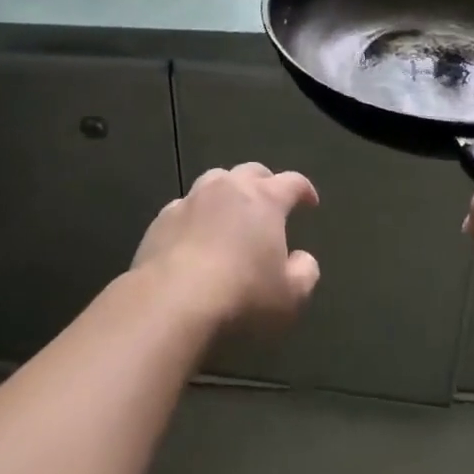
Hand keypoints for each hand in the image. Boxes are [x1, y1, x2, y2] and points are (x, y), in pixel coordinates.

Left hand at [134, 163, 320, 331]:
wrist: (171, 302)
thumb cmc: (241, 296)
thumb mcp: (290, 297)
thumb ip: (304, 273)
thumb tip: (303, 259)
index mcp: (265, 199)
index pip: (292, 182)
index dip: (304, 190)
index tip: (310, 202)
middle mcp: (229, 188)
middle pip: (252, 172)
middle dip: (265, 182)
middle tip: (271, 200)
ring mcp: (192, 199)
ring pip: (214, 181)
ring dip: (227, 191)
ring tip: (230, 211)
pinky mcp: (162, 219)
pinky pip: (185, 207)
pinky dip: (196, 215)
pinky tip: (195, 235)